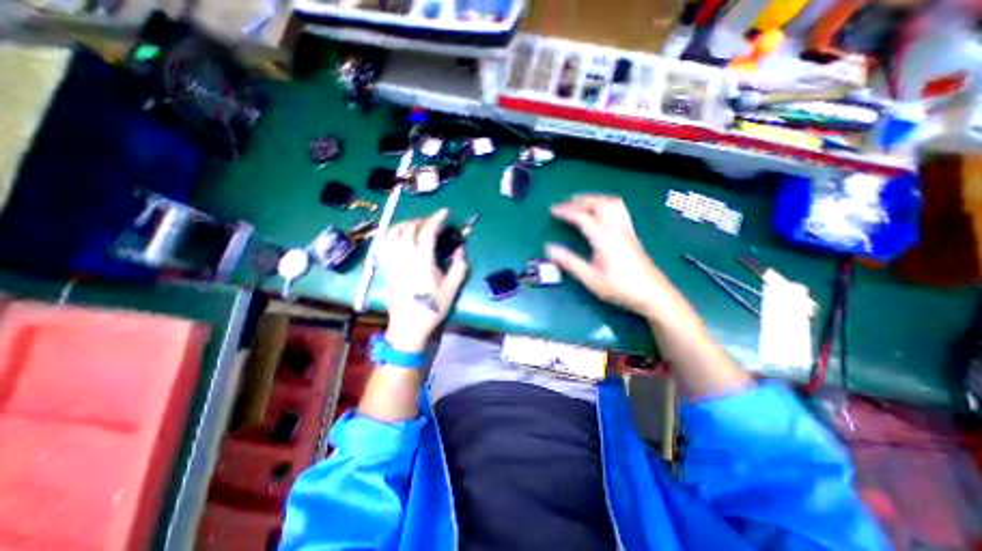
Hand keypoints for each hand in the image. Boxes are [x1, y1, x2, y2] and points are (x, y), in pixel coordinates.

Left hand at [378, 208, 467, 353]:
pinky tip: (399, 235)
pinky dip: (391, 234)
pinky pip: (384, 244)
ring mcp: (392, 262)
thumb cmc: (432, 308)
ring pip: (393, 233)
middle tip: (433, 222)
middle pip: (409, 229)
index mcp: (422, 261)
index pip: (427, 232)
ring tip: (416, 226)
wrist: (408, 326)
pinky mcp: (386, 268)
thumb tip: (460, 250)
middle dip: (422, 220)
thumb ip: (459, 266)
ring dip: (405, 224)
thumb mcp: (452, 289)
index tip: (445, 212)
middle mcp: (404, 257)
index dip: (436, 219)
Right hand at [546, 193, 687, 323]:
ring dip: (595, 199)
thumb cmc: (620, 288)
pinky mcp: (632, 234)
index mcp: (605, 238)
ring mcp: (627, 230)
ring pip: (612, 203)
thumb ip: (570, 262)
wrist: (653, 294)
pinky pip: (619, 210)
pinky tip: (601, 213)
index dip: (566, 211)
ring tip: (582, 203)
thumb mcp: (591, 278)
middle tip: (565, 204)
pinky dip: (606, 204)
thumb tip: (550, 248)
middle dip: (581, 200)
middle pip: (599, 203)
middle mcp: (617, 229)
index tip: (553, 209)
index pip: (583, 217)